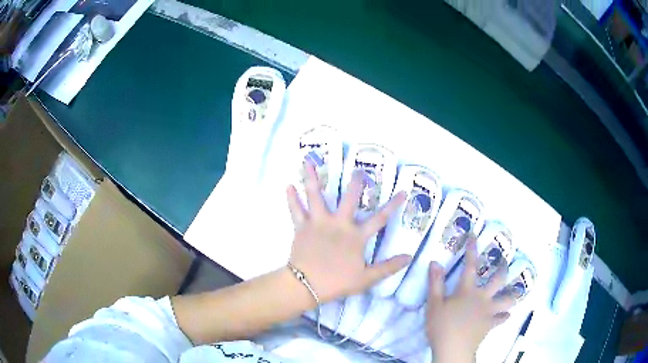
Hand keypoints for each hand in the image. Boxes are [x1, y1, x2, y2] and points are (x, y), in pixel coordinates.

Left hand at [286, 163, 411, 302]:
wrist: (306, 285)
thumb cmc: (337, 281)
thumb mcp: (366, 278)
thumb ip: (388, 267)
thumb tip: (409, 257)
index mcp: (356, 236)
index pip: (380, 218)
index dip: (393, 205)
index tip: (403, 191)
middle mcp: (339, 224)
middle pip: (349, 198)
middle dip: (356, 183)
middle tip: (359, 170)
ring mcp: (319, 223)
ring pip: (316, 196)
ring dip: (313, 178)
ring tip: (308, 161)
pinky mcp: (302, 226)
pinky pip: (296, 210)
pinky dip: (292, 198)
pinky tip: (288, 185)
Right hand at [426, 236, 516, 362]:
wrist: (453, 348)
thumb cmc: (442, 326)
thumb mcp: (434, 304)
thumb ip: (435, 283)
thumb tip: (435, 262)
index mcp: (467, 291)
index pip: (470, 266)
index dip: (472, 250)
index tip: (474, 236)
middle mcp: (482, 298)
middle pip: (498, 280)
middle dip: (503, 269)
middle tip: (505, 263)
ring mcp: (489, 311)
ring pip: (507, 299)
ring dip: (512, 294)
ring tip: (514, 291)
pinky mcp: (490, 324)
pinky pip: (501, 319)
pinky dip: (505, 316)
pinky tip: (507, 315)